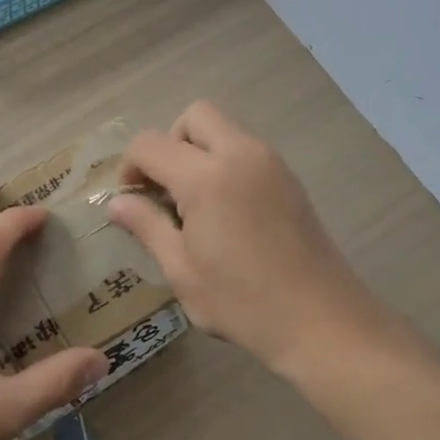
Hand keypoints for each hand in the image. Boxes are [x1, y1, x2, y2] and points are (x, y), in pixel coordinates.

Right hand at [108, 101, 386, 371]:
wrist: (322, 322)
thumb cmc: (243, 303)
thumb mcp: (182, 270)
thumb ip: (146, 226)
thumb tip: (116, 202)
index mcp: (207, 177)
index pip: (150, 144)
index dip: (130, 166)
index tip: (131, 200)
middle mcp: (241, 154)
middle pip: (194, 116)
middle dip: (169, 144)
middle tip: (165, 190)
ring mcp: (271, 163)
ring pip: (224, 129)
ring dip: (199, 152)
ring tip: (195, 205)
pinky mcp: (290, 178)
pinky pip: (246, 150)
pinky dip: (225, 163)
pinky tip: (226, 212)